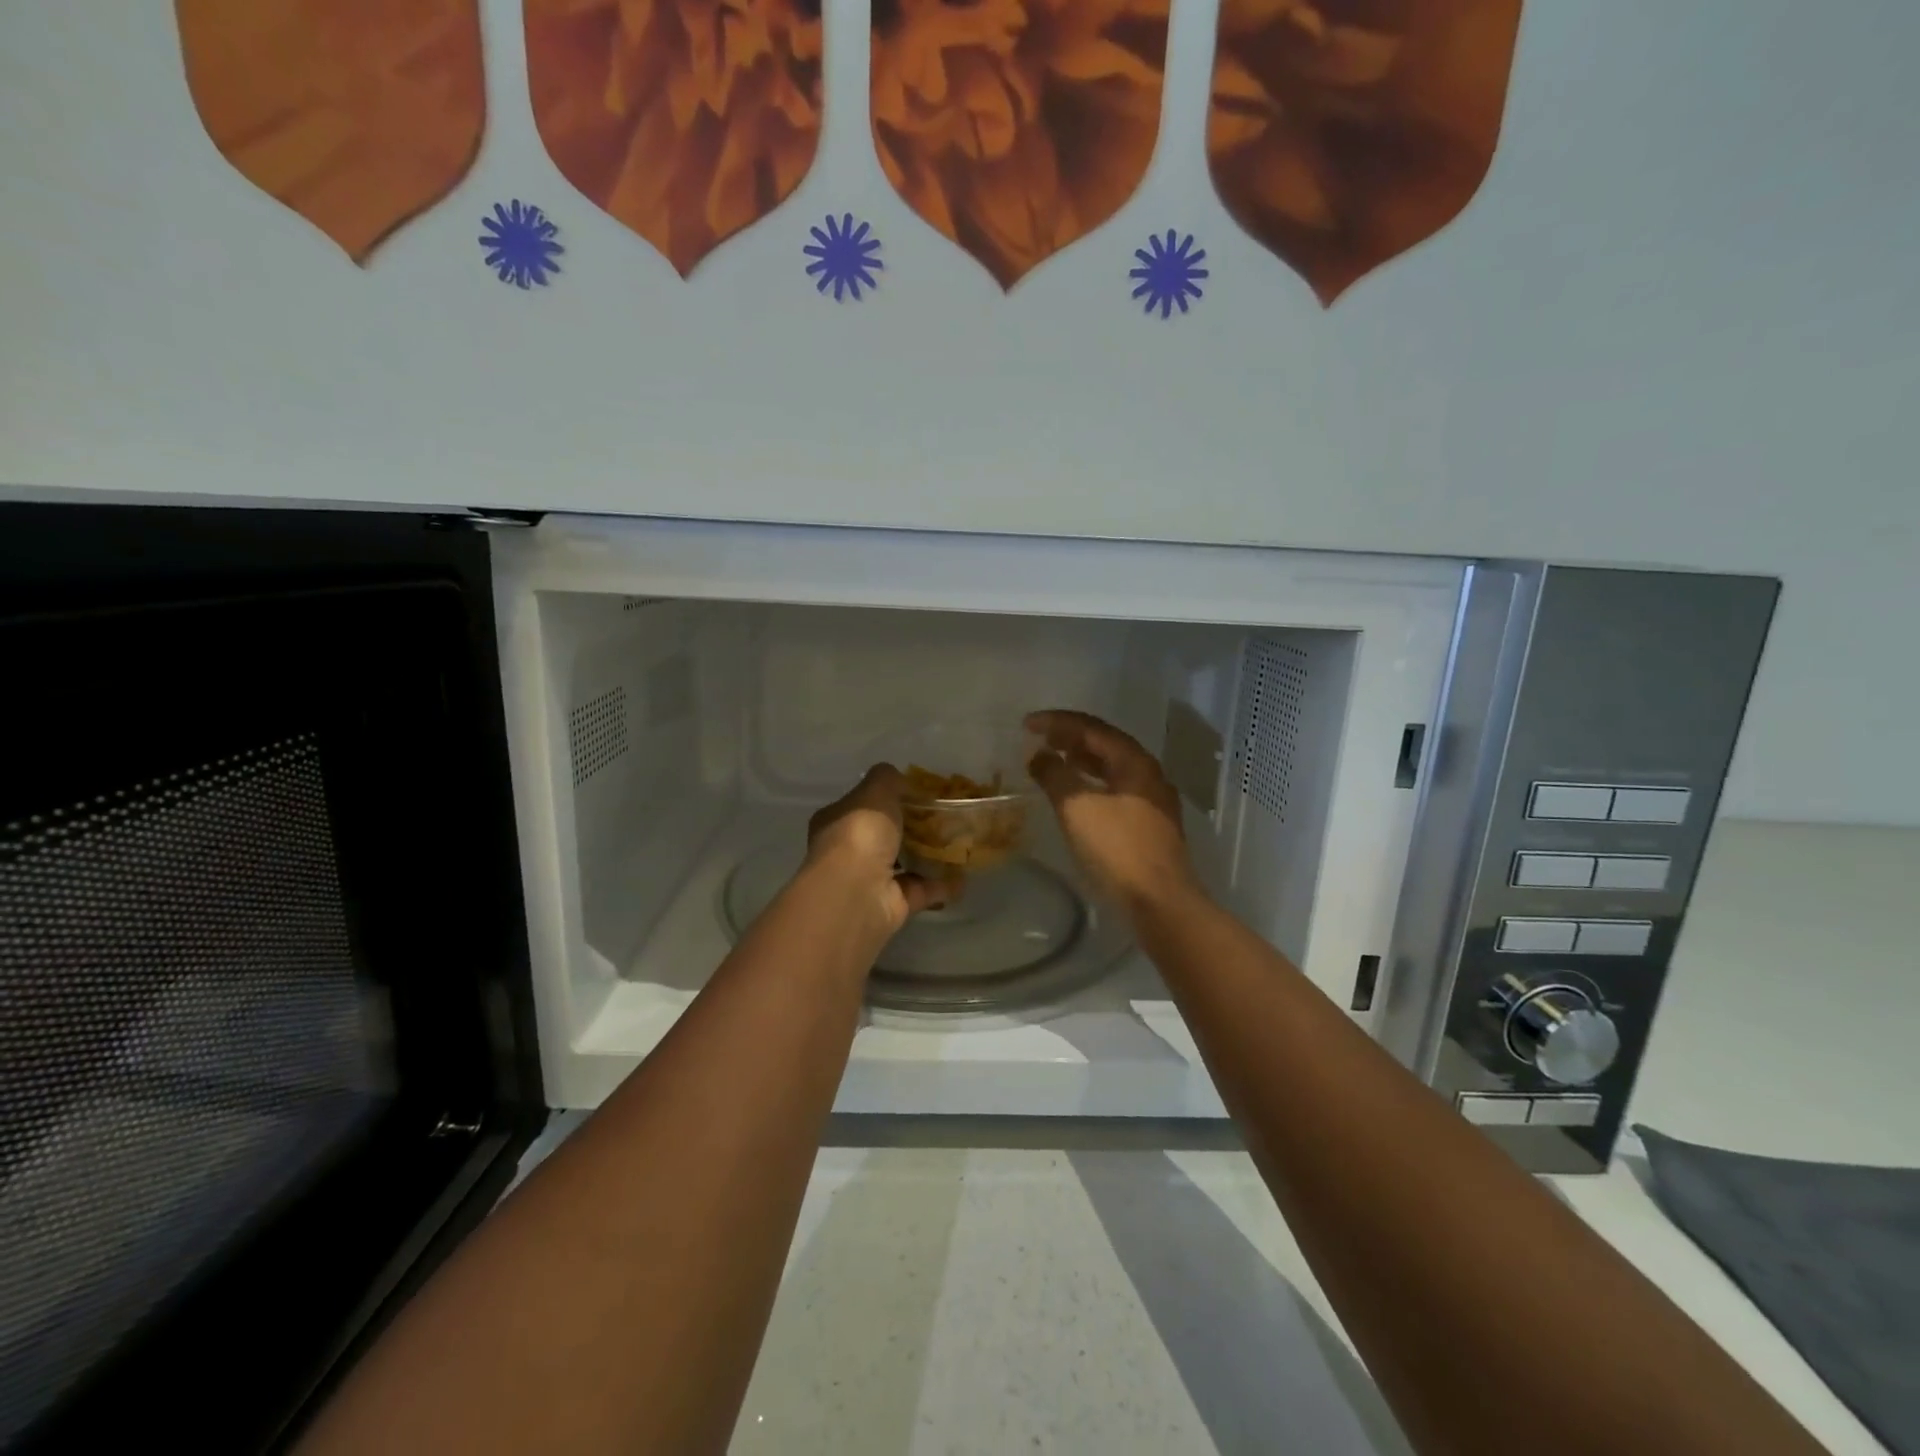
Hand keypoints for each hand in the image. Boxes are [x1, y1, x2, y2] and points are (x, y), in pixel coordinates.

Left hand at [806, 764, 946, 933]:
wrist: (857, 892)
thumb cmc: (860, 834)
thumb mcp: (875, 791)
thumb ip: (887, 779)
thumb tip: (899, 778)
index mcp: (837, 822)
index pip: (860, 806)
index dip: (886, 798)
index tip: (916, 793)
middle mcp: (849, 852)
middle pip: (885, 835)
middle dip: (912, 827)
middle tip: (944, 816)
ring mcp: (870, 881)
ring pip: (904, 864)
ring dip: (929, 857)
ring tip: (960, 843)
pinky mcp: (893, 905)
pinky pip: (922, 890)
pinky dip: (942, 885)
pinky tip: (964, 875)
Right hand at [1025, 710, 1199, 913]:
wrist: (1160, 902)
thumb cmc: (1117, 849)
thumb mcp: (1077, 807)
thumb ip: (1054, 775)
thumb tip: (1038, 755)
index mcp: (1134, 761)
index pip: (1092, 727)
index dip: (1056, 721)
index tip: (1026, 724)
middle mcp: (1148, 774)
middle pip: (1105, 744)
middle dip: (1070, 738)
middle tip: (1039, 739)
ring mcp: (1152, 801)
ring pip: (1111, 768)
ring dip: (1081, 761)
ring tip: (1054, 760)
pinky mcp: (1149, 826)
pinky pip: (1115, 790)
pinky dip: (1090, 784)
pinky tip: (1076, 797)